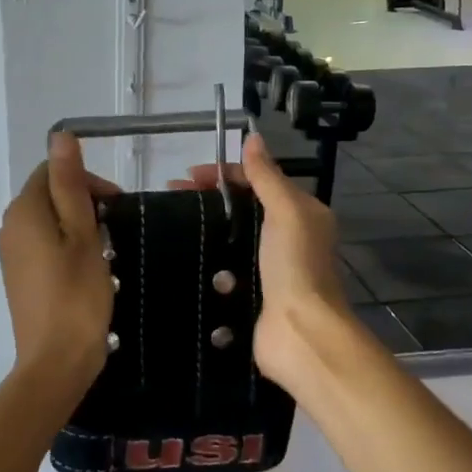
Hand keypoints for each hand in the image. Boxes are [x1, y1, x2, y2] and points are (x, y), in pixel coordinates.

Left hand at [0, 133, 120, 393]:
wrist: (56, 361)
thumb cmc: (76, 295)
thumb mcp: (82, 234)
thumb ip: (70, 184)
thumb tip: (60, 135)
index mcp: (23, 211)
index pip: (51, 173)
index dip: (87, 181)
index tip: (117, 207)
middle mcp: (9, 227)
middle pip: (48, 196)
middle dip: (83, 203)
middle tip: (115, 229)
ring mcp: (11, 255)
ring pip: (48, 222)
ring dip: (77, 226)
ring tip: (106, 251)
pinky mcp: (18, 278)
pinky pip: (43, 247)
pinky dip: (66, 247)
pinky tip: (88, 270)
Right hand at [171, 133, 358, 393]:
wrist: (299, 333)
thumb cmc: (295, 266)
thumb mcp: (287, 211)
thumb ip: (267, 176)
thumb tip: (253, 137)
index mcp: (301, 213)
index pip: (259, 181)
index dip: (224, 173)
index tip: (187, 176)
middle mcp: (288, 237)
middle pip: (242, 208)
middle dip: (209, 199)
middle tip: (171, 197)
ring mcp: (267, 267)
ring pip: (230, 238)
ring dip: (204, 230)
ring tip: (169, 225)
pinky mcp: (250, 293)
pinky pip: (223, 268)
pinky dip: (206, 261)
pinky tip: (180, 256)